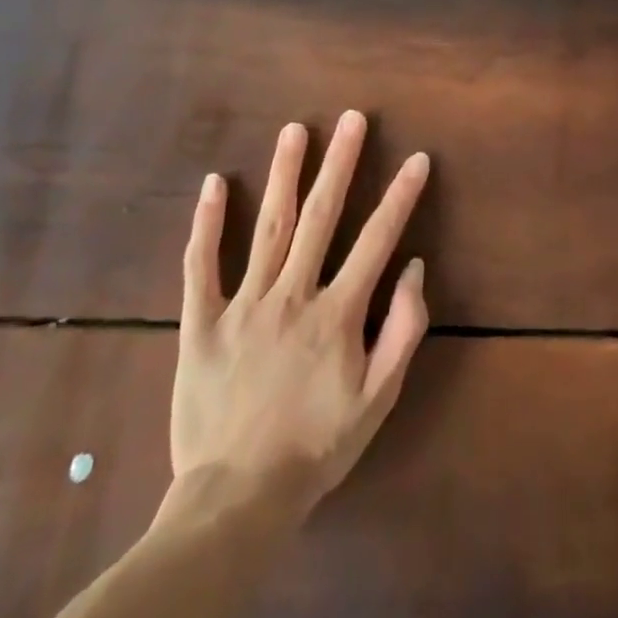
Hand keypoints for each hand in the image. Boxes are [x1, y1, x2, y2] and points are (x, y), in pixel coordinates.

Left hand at [168, 111, 430, 521]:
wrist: (237, 499)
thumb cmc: (316, 447)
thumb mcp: (378, 399)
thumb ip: (403, 331)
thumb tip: (415, 268)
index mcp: (337, 313)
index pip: (377, 240)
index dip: (400, 196)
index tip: (417, 158)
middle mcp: (292, 295)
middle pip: (321, 216)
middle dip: (340, 162)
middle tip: (352, 118)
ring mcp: (243, 305)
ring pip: (267, 227)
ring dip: (283, 174)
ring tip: (295, 130)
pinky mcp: (201, 323)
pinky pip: (200, 266)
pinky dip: (206, 223)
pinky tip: (213, 182)